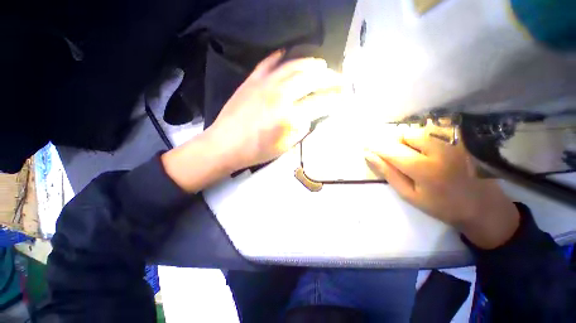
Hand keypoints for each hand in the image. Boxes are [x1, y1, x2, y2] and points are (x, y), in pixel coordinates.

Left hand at [206, 50, 342, 171]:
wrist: (224, 145)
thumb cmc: (256, 151)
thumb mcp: (284, 146)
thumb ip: (300, 130)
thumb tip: (309, 116)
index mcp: (288, 115)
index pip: (319, 103)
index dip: (334, 100)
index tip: (342, 98)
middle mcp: (279, 95)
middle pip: (310, 79)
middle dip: (328, 77)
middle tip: (338, 78)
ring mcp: (264, 84)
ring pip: (293, 66)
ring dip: (310, 64)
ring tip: (321, 64)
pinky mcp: (251, 81)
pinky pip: (268, 63)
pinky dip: (280, 57)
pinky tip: (287, 53)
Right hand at [365, 121, 519, 248]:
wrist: (483, 207)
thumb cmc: (441, 205)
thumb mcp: (408, 194)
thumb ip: (388, 173)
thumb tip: (369, 155)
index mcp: (424, 169)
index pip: (391, 150)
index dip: (376, 146)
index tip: (365, 144)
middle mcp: (440, 150)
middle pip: (405, 134)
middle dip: (394, 142)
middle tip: (396, 156)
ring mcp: (454, 142)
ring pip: (418, 130)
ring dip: (408, 139)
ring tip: (413, 154)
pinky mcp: (462, 139)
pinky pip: (434, 130)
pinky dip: (422, 137)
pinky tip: (427, 150)